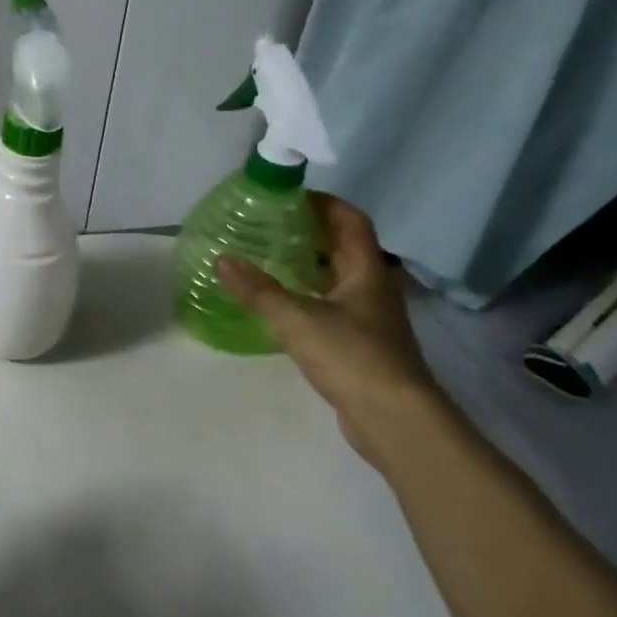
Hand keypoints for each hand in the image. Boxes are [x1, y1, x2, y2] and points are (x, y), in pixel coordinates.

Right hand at [216, 194, 448, 471]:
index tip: (289, 196)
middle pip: (344, 247)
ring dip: (307, 265)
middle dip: (309, 232)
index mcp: (367, 271)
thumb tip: (221, 259)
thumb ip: (258, 290)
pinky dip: (306, 296)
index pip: (350, 221)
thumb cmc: (353, 357)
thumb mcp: (297, 319)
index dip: (324, 203)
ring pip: (336, 278)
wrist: (395, 420)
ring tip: (266, 258)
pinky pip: (330, 306)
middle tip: (268, 225)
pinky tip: (279, 304)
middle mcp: (373, 288)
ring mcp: (369, 318)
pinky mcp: (360, 344)